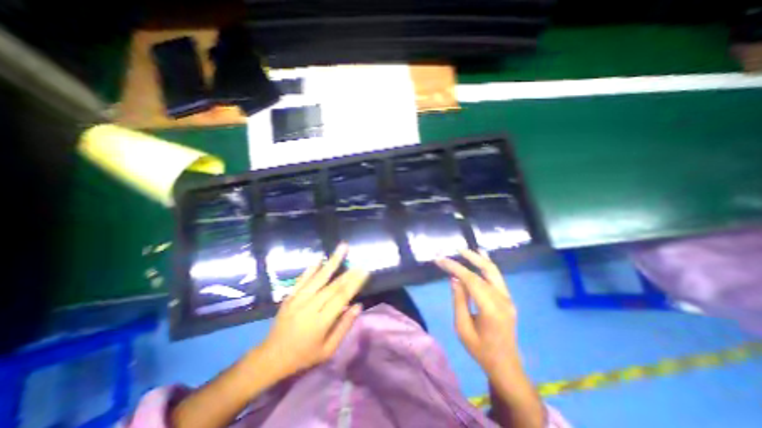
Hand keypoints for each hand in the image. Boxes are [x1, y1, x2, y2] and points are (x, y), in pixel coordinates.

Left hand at [258, 243, 369, 378]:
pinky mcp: (290, 296)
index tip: (364, 271)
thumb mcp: (327, 350)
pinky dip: (311, 268)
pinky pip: (302, 279)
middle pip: (332, 285)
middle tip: (359, 261)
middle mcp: (310, 307)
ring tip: (342, 248)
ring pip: (318, 277)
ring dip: (332, 261)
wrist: (271, 357)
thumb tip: (358, 306)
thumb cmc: (303, 356)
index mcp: (320, 322)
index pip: (341, 298)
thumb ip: (344, 327)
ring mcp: (298, 299)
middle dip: (348, 272)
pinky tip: (320, 258)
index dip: (354, 283)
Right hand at [438, 249, 521, 376]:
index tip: (440, 260)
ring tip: (467, 250)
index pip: (471, 280)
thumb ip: (459, 301)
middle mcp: (502, 299)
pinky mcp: (507, 299)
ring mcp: (508, 299)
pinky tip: (481, 259)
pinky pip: (496, 278)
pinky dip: (487, 266)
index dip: (455, 267)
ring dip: (480, 259)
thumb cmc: (480, 350)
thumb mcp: (462, 328)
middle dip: (471, 257)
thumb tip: (454, 279)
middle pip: (487, 271)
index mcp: (491, 309)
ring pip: (494, 272)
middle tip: (456, 249)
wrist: (506, 366)